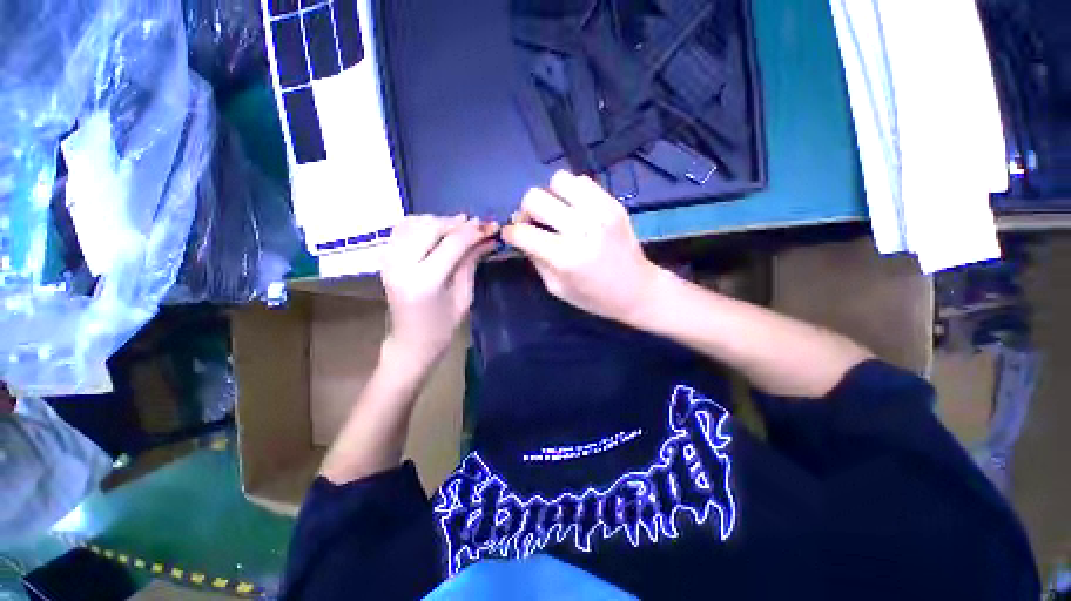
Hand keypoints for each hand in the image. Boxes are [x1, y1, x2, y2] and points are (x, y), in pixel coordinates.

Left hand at [381, 215, 497, 366]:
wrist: (410, 341)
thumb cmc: (442, 326)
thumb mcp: (464, 296)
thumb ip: (471, 263)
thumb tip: (487, 239)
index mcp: (424, 281)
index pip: (452, 244)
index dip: (474, 232)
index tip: (491, 226)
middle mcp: (401, 265)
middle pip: (431, 227)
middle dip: (458, 223)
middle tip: (479, 224)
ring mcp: (388, 259)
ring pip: (415, 222)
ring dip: (441, 221)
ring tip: (461, 227)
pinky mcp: (385, 257)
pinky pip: (403, 227)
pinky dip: (422, 223)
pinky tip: (438, 230)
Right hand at [502, 171, 662, 323]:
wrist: (637, 290)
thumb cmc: (594, 297)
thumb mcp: (556, 287)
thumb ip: (535, 259)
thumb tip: (520, 235)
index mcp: (565, 257)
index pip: (523, 232)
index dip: (511, 232)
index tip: (511, 235)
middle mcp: (582, 229)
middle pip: (535, 198)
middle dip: (526, 211)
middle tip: (534, 223)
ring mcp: (600, 212)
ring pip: (558, 180)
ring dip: (550, 196)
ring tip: (557, 213)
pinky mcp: (614, 204)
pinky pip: (582, 180)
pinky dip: (571, 192)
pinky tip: (575, 209)